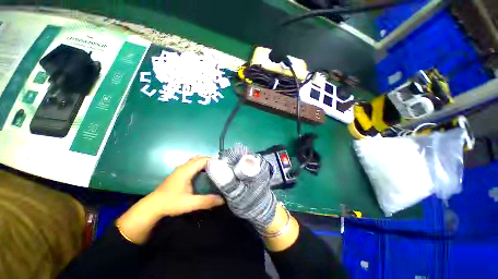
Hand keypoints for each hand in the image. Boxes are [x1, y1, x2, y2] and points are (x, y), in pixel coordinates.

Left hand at [116, 157, 223, 243]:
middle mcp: (183, 167)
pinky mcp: (179, 174)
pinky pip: (192, 165)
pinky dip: (200, 166)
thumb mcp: (190, 203)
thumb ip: (206, 201)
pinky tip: (203, 173)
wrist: (152, 207)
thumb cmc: (171, 203)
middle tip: (220, 167)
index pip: (202, 160)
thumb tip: (222, 200)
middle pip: (199, 158)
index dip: (213, 160)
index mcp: (186, 171)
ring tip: (214, 169)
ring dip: (204, 163)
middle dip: (210, 161)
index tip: (223, 165)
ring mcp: (180, 170)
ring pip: (195, 161)